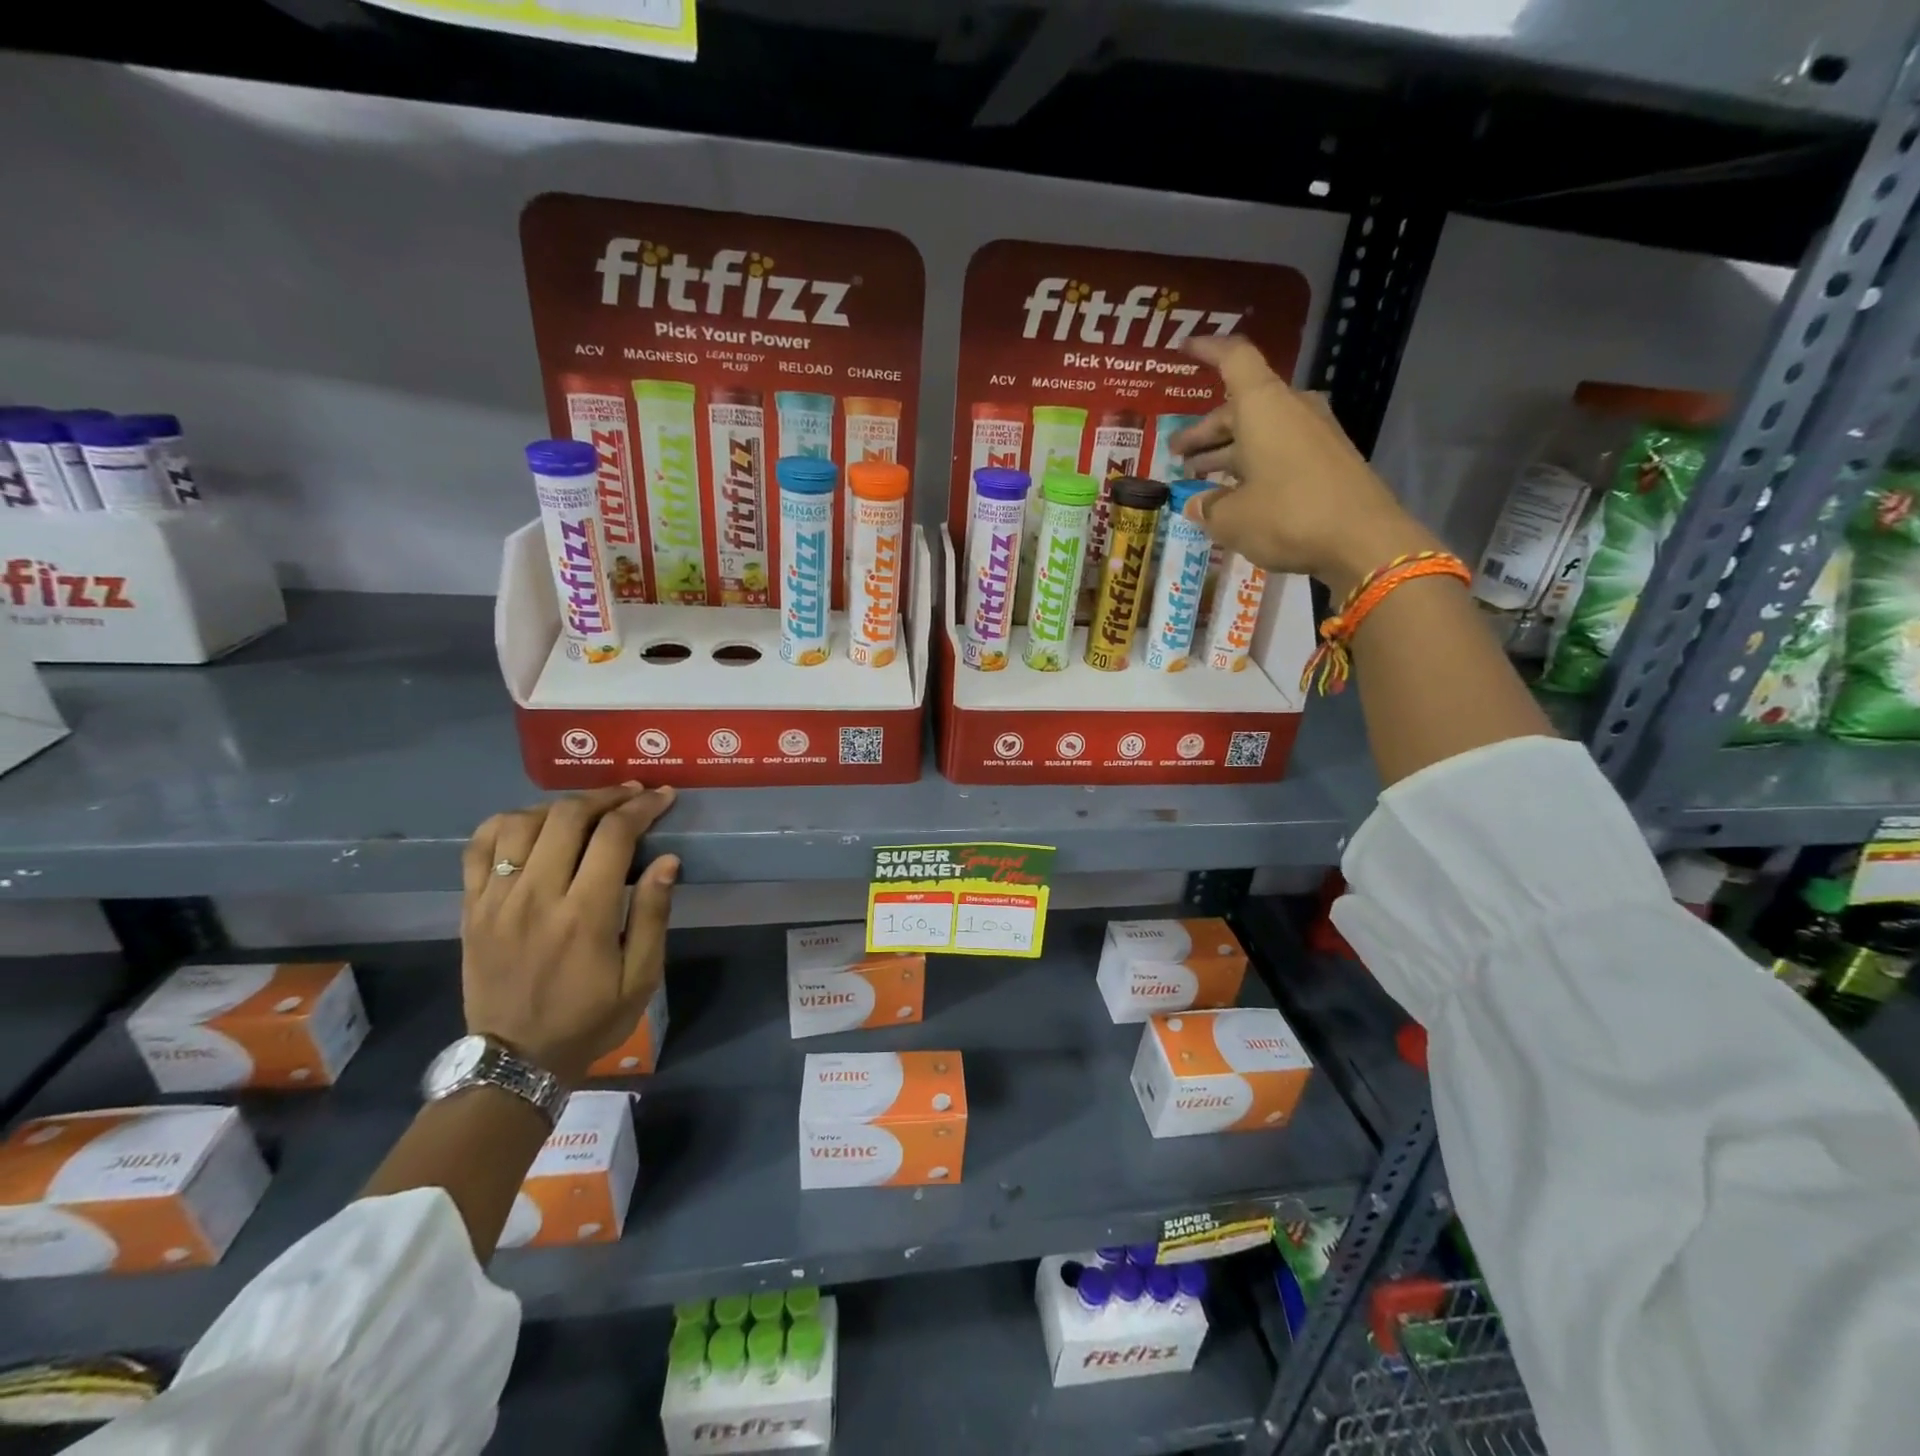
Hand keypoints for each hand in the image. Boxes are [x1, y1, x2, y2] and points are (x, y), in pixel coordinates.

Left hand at [459, 784, 678, 1084]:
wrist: (515, 1060)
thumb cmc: (590, 1019)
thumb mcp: (641, 978)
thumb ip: (653, 915)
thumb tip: (667, 860)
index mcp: (584, 915)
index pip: (613, 836)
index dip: (642, 807)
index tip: (663, 796)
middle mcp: (536, 896)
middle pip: (567, 817)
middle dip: (606, 796)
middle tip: (631, 794)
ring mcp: (496, 900)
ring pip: (521, 822)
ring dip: (560, 806)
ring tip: (586, 810)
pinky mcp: (471, 908)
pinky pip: (479, 847)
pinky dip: (506, 823)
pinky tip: (531, 824)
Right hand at [1170, 336, 1438, 598]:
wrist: (1363, 540)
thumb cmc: (1287, 516)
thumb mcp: (1231, 518)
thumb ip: (1207, 506)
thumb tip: (1197, 503)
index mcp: (1263, 407)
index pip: (1233, 359)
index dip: (1206, 351)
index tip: (1183, 351)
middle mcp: (1290, 410)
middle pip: (1239, 408)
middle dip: (1205, 431)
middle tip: (1176, 453)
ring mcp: (1314, 434)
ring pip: (1258, 432)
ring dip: (1226, 452)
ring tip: (1197, 477)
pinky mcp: (1328, 460)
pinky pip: (1279, 451)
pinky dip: (1252, 465)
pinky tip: (1234, 494)